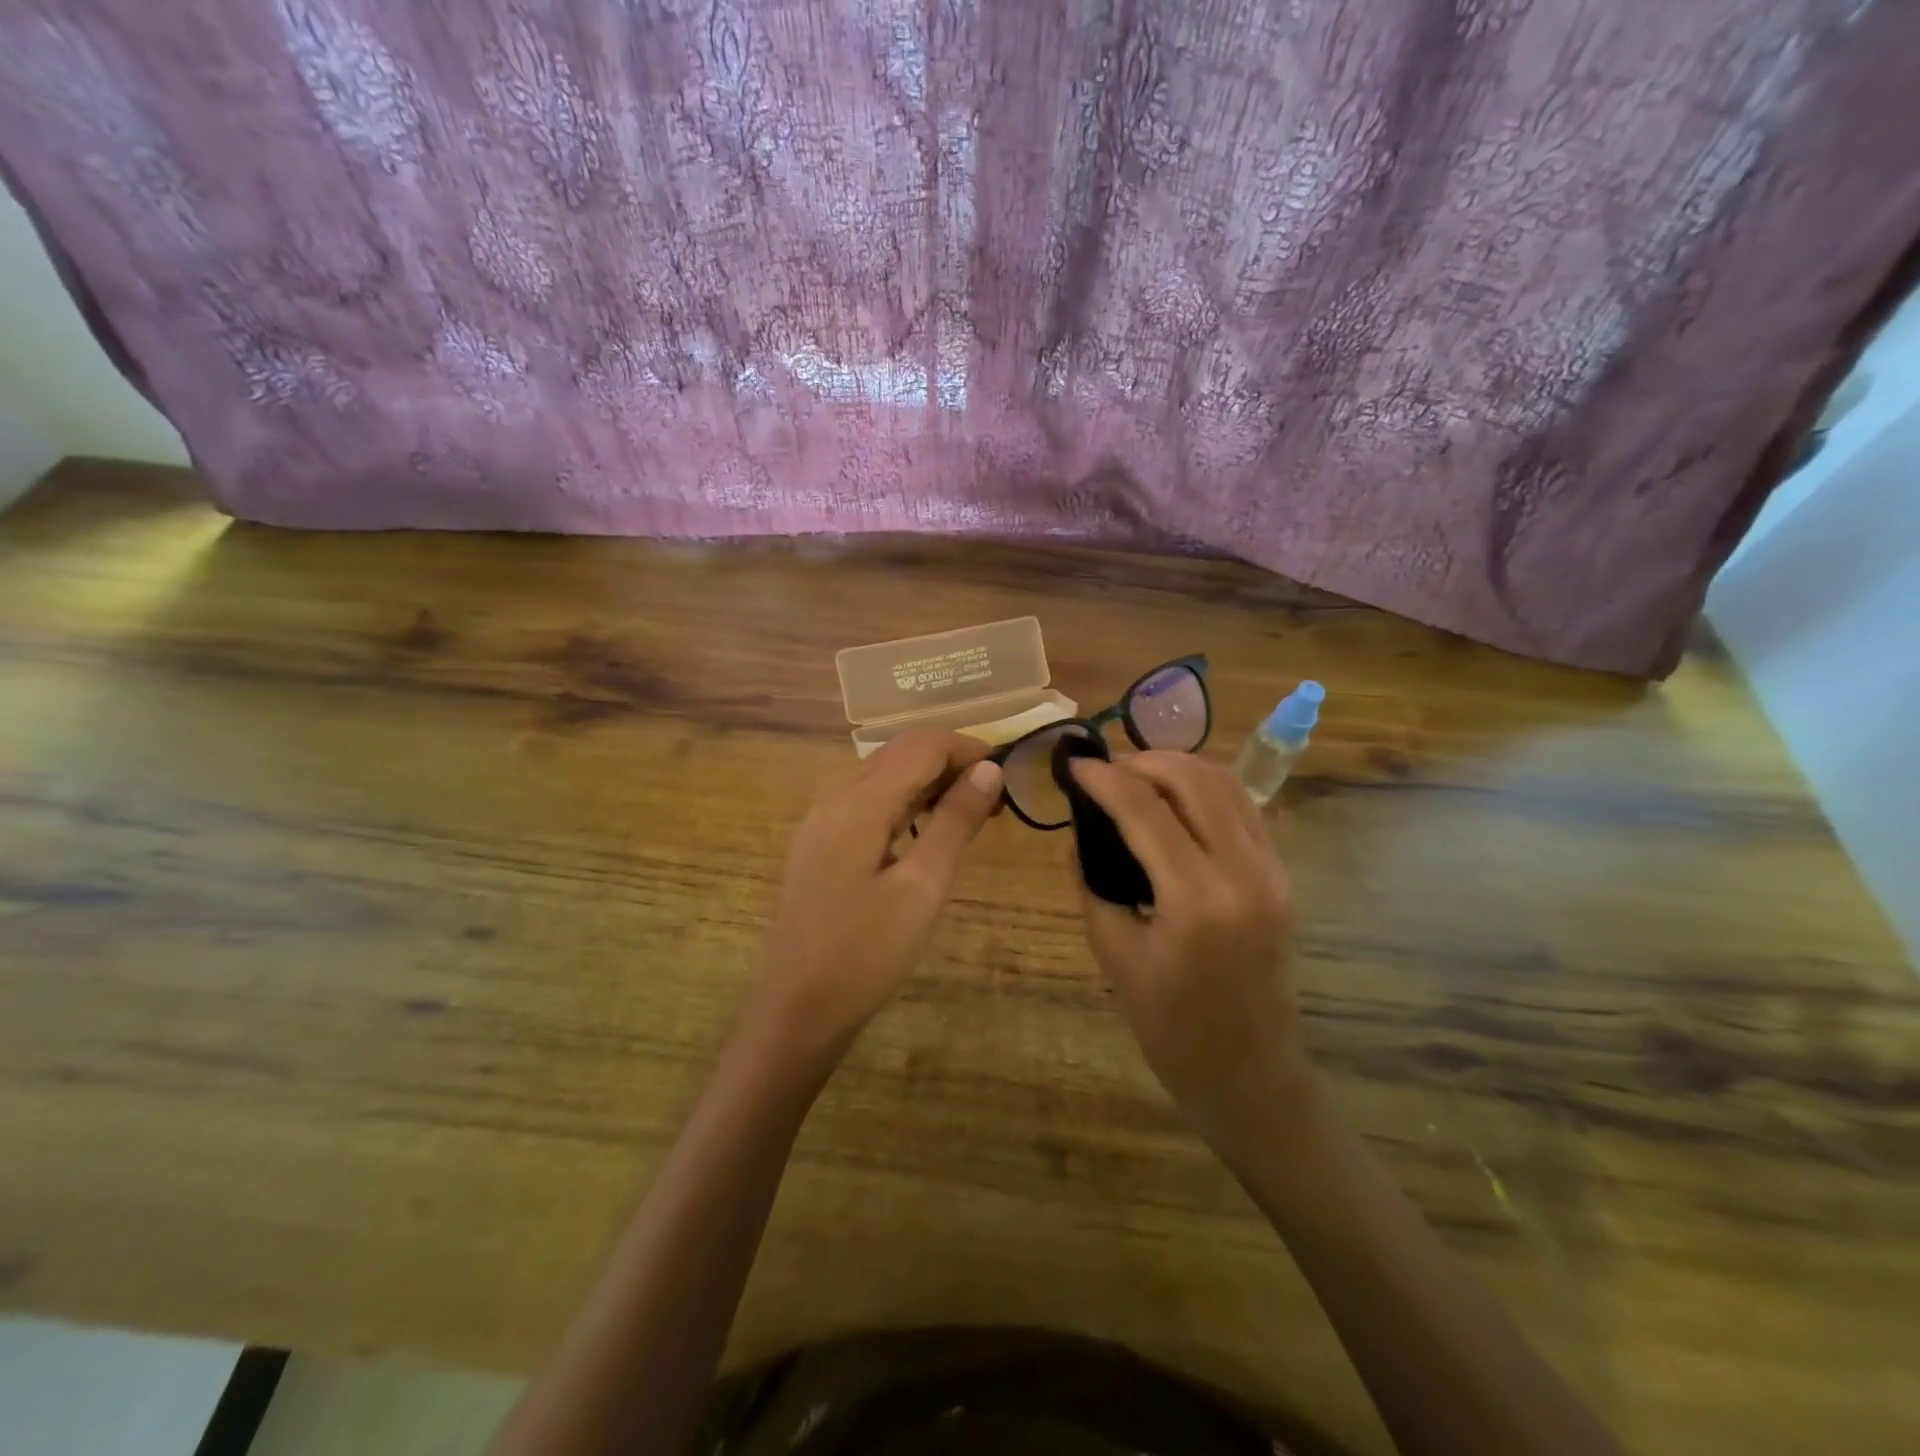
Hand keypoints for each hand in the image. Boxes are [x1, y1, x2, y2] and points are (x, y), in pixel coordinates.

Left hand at [747, 730, 1003, 1066]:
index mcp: (859, 803)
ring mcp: (821, 821)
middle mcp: (834, 798)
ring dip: (927, 781)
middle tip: (994, 796)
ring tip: (969, 812)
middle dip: (949, 761)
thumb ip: (954, 822)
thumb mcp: (922, 887)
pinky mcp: (818, 844)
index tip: (1008, 771)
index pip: (921, 746)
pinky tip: (923, 831)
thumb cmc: (866, 953)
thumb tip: (988, 770)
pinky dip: (903, 802)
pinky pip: (866, 802)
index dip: (967, 748)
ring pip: (881, 776)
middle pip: (899, 754)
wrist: (797, 1009)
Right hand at [1068, 752, 1311, 1138]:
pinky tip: (1172, 799)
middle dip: (1142, 761)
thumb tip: (1080, 828)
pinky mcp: (1281, 874)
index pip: (1144, 809)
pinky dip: (1203, 788)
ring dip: (1176, 767)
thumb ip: (1092, 881)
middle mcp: (1244, 871)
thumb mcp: (1114, 953)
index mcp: (1197, 899)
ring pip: (1225, 784)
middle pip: (1193, 779)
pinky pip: (1242, 808)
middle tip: (1103, 768)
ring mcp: (1272, 870)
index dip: (1103, 779)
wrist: (1250, 1073)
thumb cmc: (1171, 1027)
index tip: (1072, 764)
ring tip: (1133, 775)